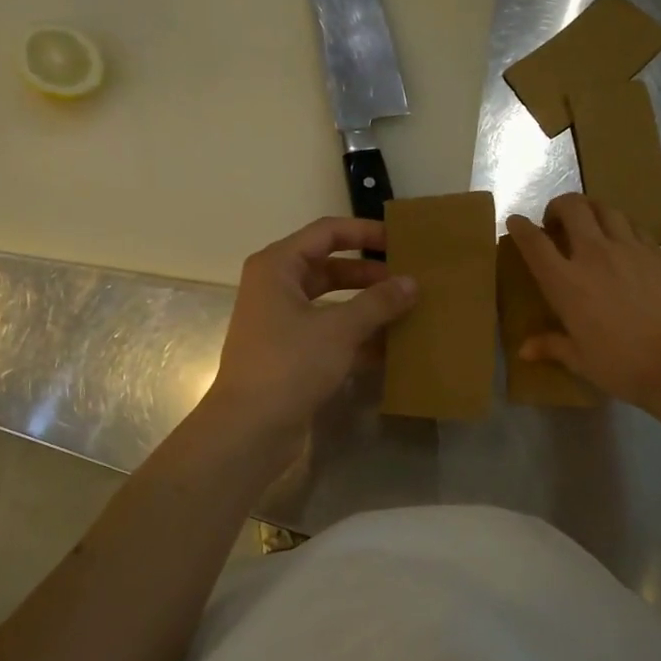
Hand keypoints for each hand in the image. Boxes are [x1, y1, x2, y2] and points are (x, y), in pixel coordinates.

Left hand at [206, 217, 416, 443]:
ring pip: (332, 303)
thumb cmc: (290, 364)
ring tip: (407, 311)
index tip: (401, 241)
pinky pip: (329, 333)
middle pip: (330, 268)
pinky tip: (392, 347)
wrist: (250, 428)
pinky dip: (357, 336)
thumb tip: (411, 282)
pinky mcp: (290, 353)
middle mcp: (276, 288)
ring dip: (367, 307)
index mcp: (278, 267)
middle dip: (370, 274)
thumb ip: (378, 302)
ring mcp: (282, 323)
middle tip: (410, 280)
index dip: (365, 232)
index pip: (327, 232)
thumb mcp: (339, 329)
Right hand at [506, 194, 660, 410]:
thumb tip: (524, 350)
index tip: (515, 222)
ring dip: (590, 209)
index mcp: (566, 282)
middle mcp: (594, 255)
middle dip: (558, 206)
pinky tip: (622, 240)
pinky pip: (634, 226)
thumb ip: (552, 346)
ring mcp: (630, 249)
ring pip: (605, 208)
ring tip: (589, 222)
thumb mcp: (580, 360)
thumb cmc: (622, 364)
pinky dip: (620, 225)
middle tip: (556, 221)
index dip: (521, 228)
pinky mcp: (658, 252)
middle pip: (572, 208)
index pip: (535, 243)